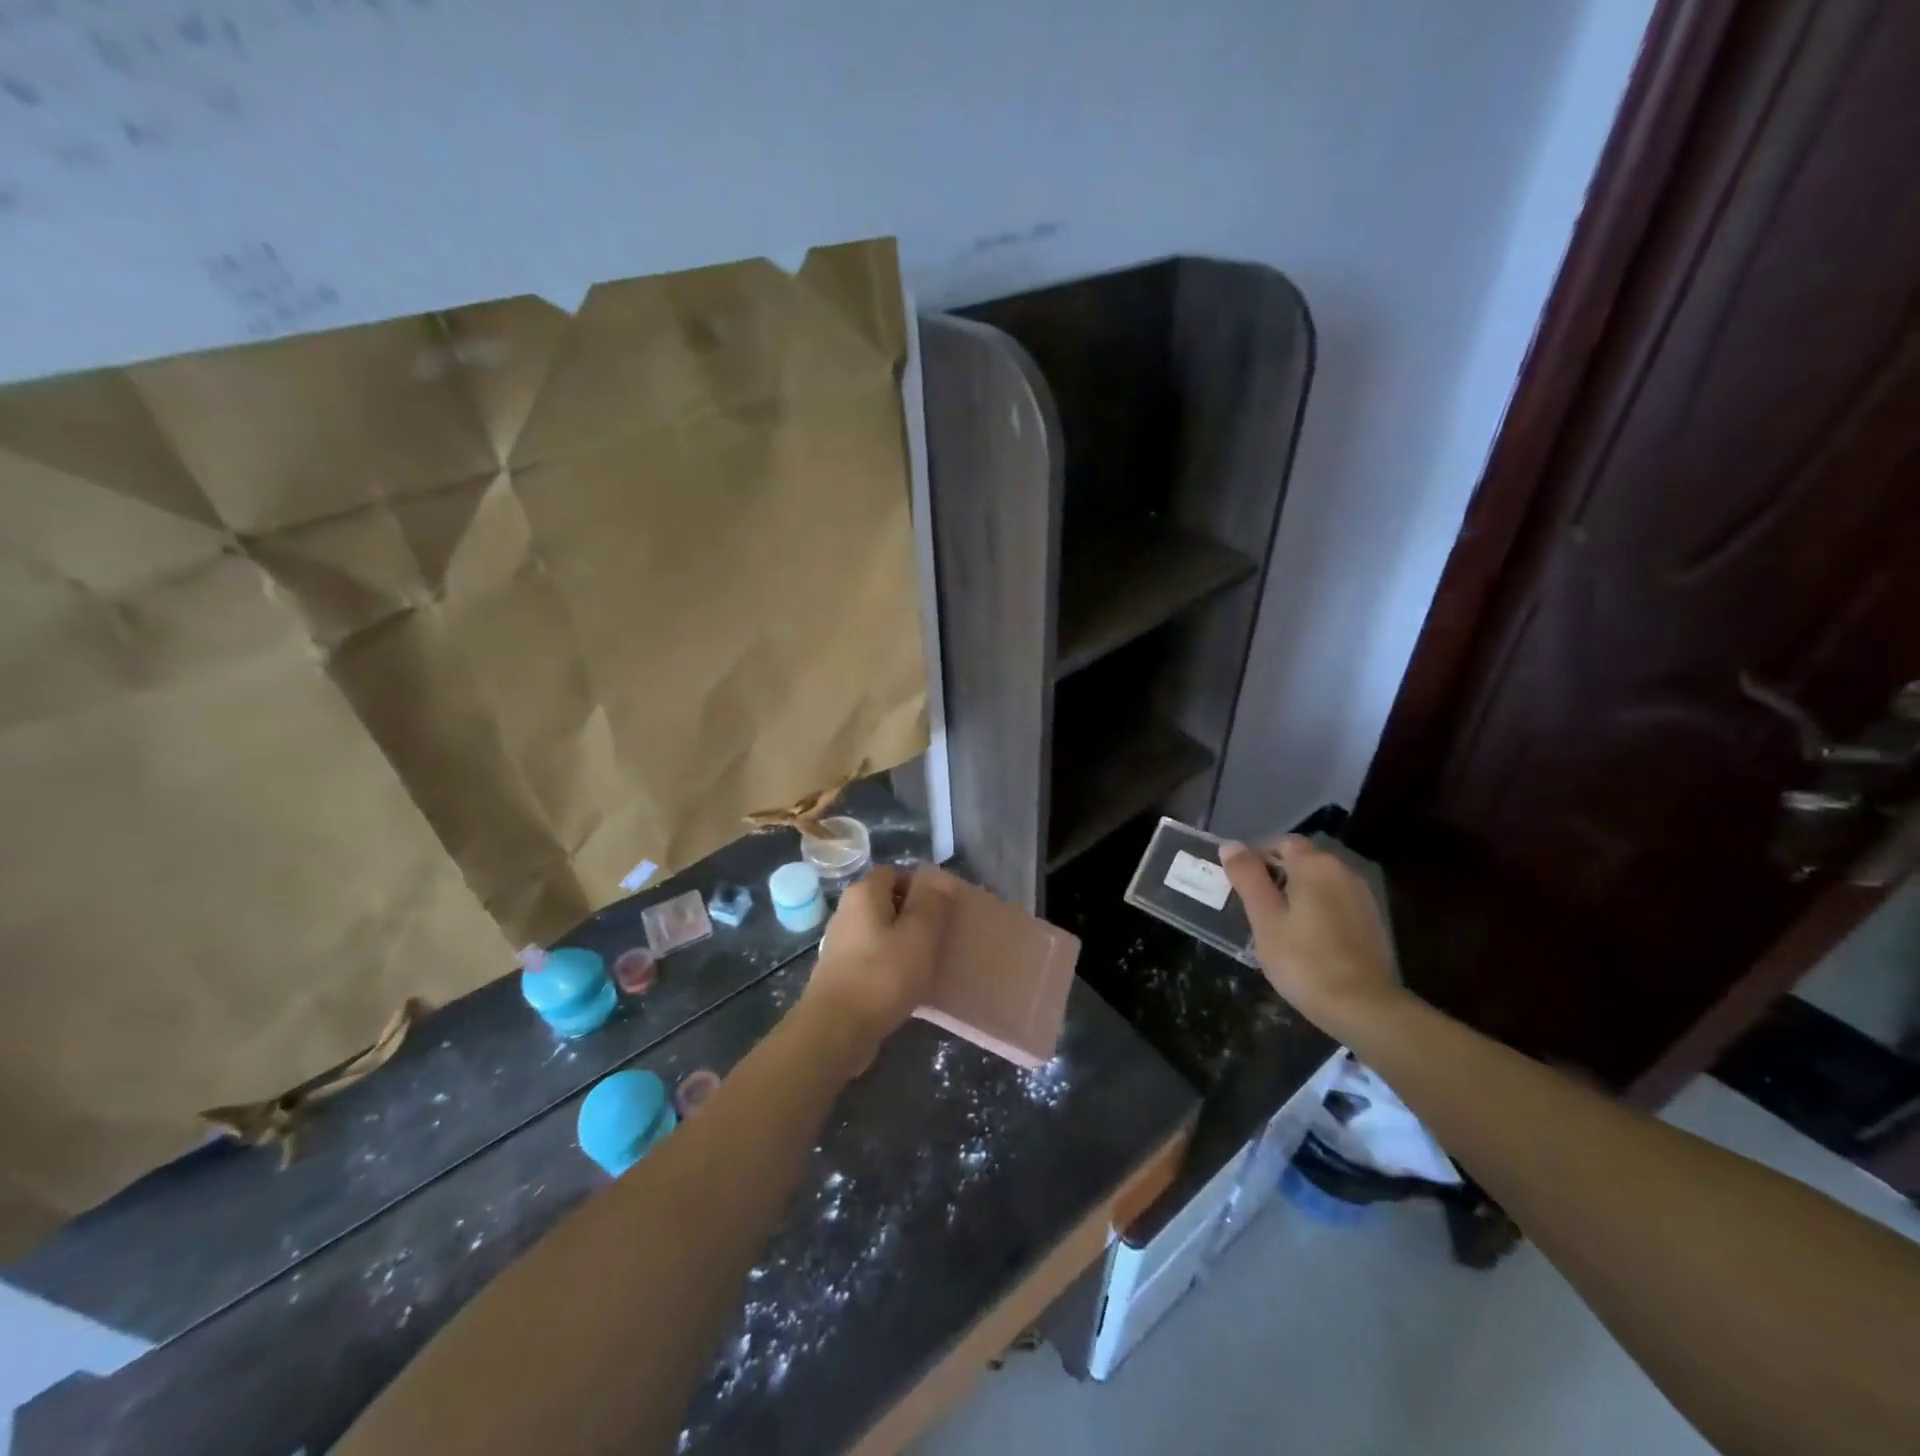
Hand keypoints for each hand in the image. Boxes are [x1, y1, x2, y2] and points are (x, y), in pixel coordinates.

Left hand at [801, 865, 953, 1063]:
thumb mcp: (919, 935)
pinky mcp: (840, 971)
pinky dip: (889, 962)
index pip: (895, 872)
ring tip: (927, 961)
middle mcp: (847, 910)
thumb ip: (932, 903)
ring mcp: (840, 942)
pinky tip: (905, 983)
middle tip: (939, 935)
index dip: (921, 885)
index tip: (943, 908)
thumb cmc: (882, 975)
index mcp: (864, 892)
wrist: (835, 1030)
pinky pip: (872, 955)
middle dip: (914, 914)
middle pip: (887, 900)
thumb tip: (939, 878)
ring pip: (880, 930)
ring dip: (903, 941)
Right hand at [1220, 836, 1401, 1030]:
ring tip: (1276, 924)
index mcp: (1315, 864)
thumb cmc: (1303, 959)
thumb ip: (1247, 877)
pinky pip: (1335, 902)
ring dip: (1296, 893)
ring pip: (1319, 882)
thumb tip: (1231, 845)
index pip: (1281, 842)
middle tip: (1252, 906)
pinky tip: (1305, 939)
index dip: (1256, 857)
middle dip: (1275, 874)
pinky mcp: (1371, 921)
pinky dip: (1316, 909)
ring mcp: (1362, 896)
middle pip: (1302, 860)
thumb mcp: (1264, 917)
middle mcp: (1343, 870)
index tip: (1239, 884)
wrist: (1364, 1007)